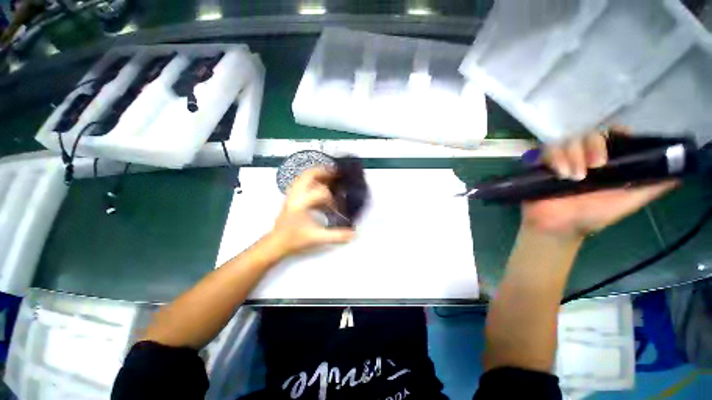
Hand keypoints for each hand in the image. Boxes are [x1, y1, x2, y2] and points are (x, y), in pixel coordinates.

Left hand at [268, 167, 354, 257]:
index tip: (337, 207)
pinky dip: (312, 181)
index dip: (332, 198)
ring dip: (317, 175)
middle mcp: (295, 195)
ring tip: (329, 176)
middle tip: (336, 173)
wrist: (276, 243)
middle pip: (308, 175)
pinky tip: (319, 187)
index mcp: (301, 203)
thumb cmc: (294, 239)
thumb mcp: (317, 237)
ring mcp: (292, 195)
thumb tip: (353, 234)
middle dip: (324, 172)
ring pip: (304, 177)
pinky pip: (301, 183)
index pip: (320, 192)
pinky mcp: (291, 197)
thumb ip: (336, 236)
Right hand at [522, 128, 678, 238]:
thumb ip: (650, 188)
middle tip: (595, 166)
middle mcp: (584, 156)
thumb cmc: (592, 216)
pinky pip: (545, 150)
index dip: (615, 132)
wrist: (557, 226)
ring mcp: (562, 160)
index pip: (612, 135)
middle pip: (589, 134)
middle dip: (592, 146)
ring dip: (571, 155)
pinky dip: (553, 158)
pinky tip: (558, 173)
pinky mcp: (542, 164)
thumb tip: (679, 174)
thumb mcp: (628, 203)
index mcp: (606, 162)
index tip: (618, 137)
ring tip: (573, 177)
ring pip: (567, 141)